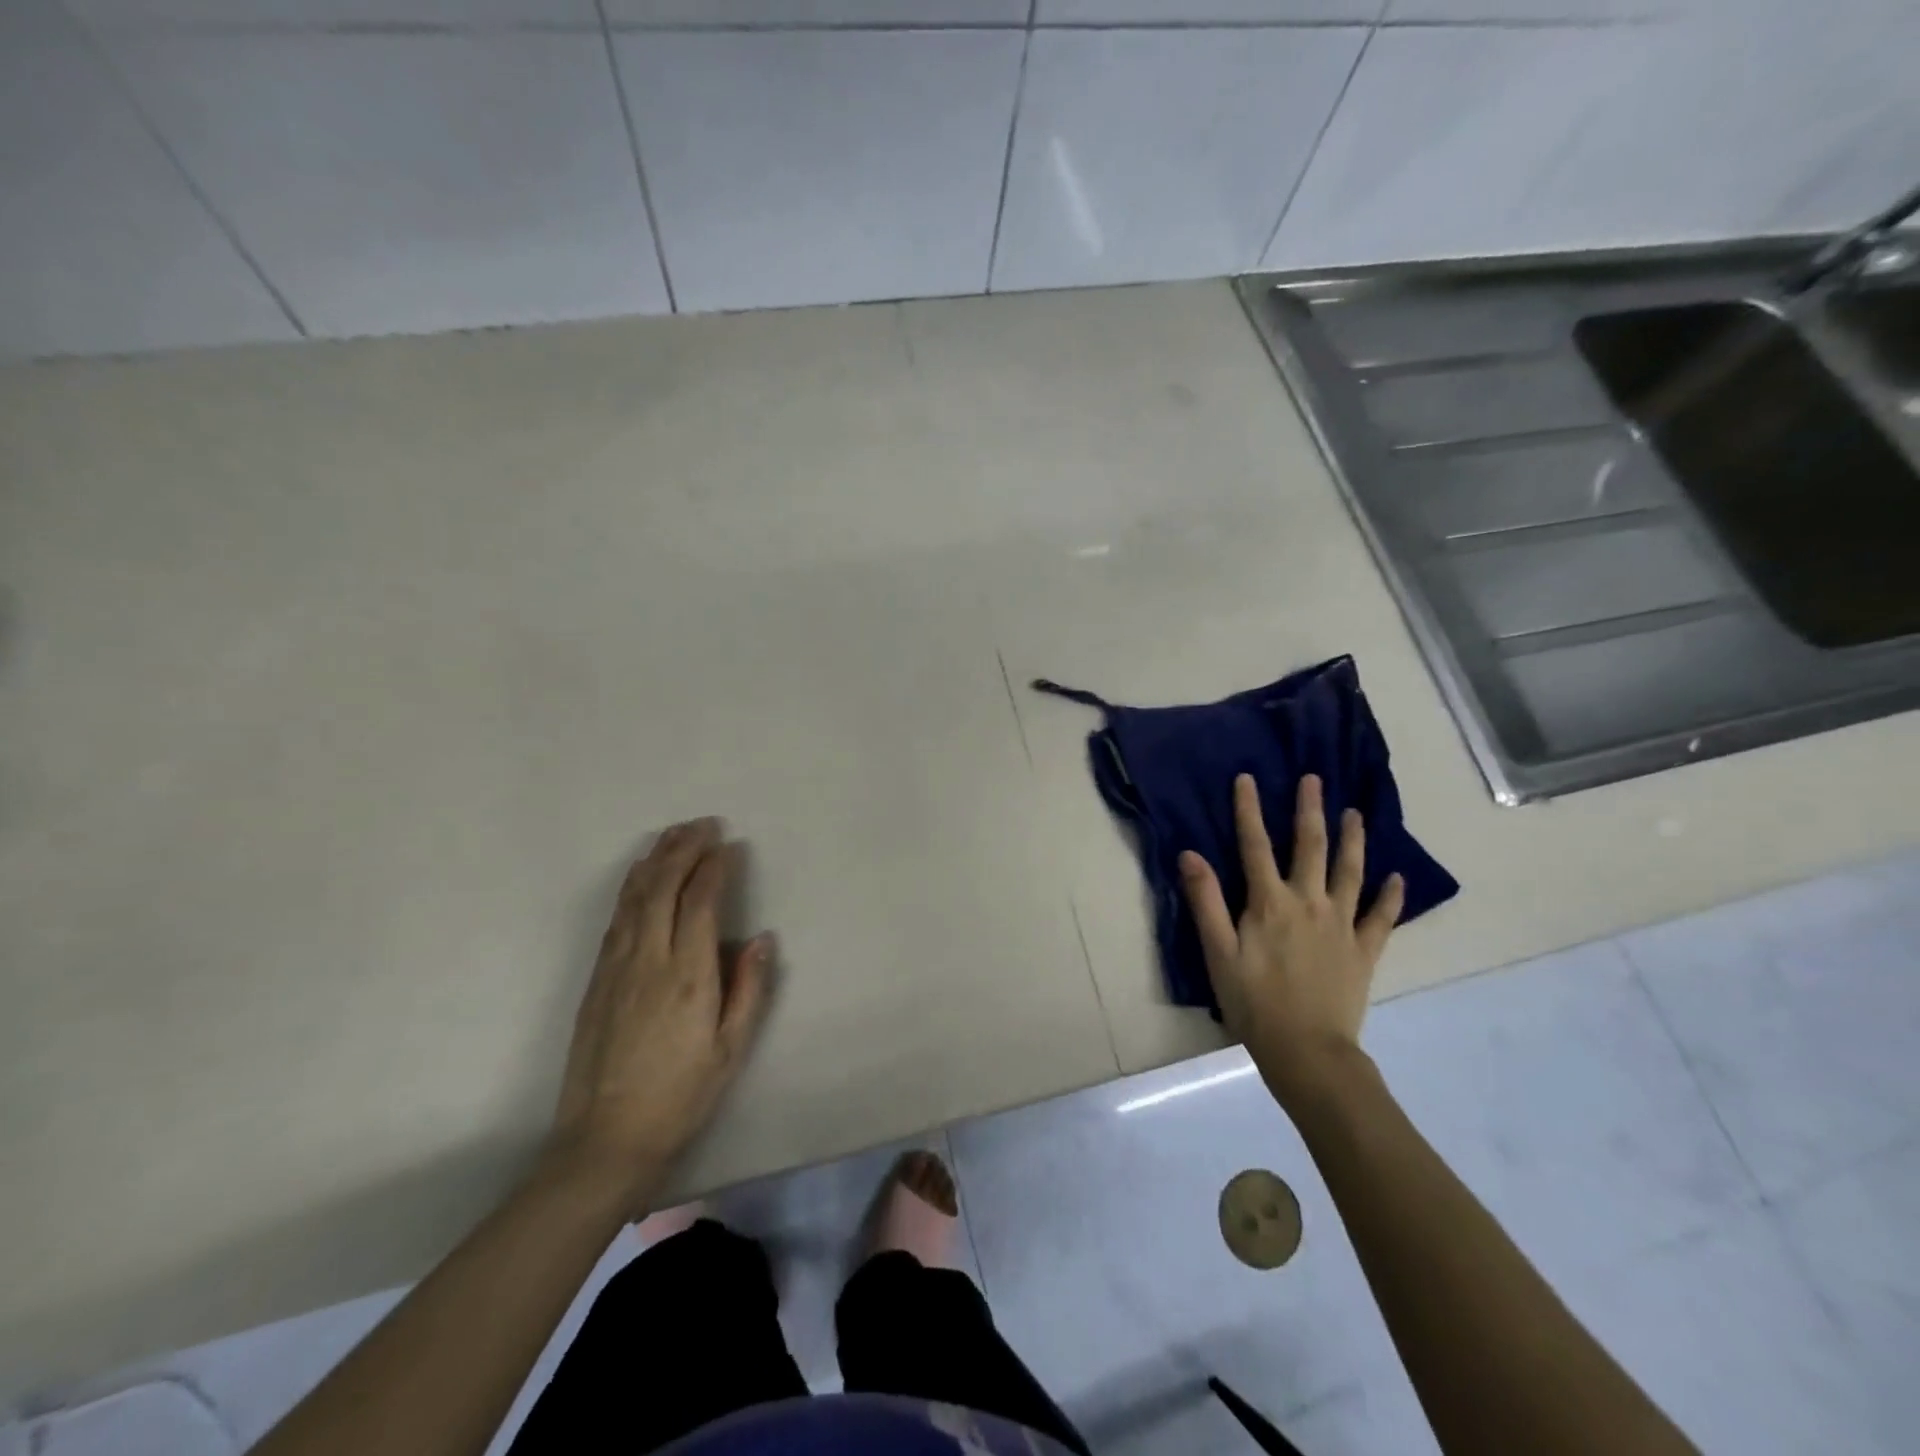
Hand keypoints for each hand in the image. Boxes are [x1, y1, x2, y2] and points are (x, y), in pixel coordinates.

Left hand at [547, 818, 773, 1209]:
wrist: (605, 1140)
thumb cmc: (680, 1095)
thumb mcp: (731, 1048)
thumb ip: (749, 987)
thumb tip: (759, 937)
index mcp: (688, 975)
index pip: (699, 902)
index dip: (714, 867)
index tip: (728, 845)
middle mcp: (649, 959)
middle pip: (663, 887)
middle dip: (684, 849)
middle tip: (703, 824)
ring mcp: (616, 967)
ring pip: (635, 897)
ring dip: (655, 860)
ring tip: (672, 834)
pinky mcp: (596, 979)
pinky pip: (616, 919)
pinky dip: (631, 888)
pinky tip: (640, 877)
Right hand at [1178, 774, 1402, 1108]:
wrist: (1307, 1051)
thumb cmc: (1253, 1002)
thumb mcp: (1218, 953)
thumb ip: (1206, 901)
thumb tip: (1190, 854)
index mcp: (1269, 903)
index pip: (1255, 845)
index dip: (1249, 810)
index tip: (1248, 778)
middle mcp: (1309, 902)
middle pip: (1310, 847)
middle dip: (1309, 810)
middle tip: (1314, 779)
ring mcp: (1342, 925)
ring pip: (1350, 872)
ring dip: (1352, 839)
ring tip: (1355, 813)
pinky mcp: (1364, 950)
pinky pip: (1381, 917)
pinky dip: (1391, 896)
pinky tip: (1397, 877)